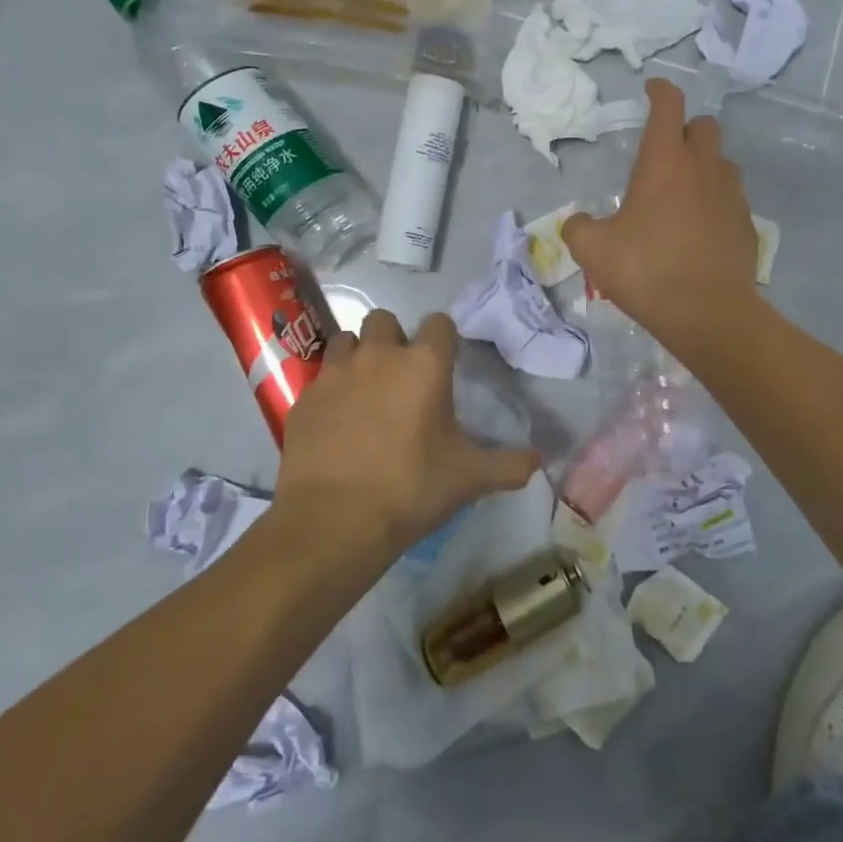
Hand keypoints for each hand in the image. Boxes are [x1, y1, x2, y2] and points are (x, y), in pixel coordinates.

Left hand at [266, 310, 539, 555]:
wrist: (334, 521)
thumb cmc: (411, 488)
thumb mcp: (470, 478)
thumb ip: (509, 465)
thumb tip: (539, 462)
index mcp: (424, 364)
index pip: (439, 323)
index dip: (444, 338)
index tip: (445, 363)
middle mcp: (378, 356)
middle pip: (383, 320)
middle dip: (393, 339)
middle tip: (401, 376)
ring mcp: (335, 375)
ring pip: (345, 341)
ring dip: (357, 356)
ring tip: (365, 391)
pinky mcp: (303, 400)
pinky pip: (319, 379)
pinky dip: (330, 391)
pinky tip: (336, 423)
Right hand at [564, 78, 760, 348]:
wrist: (708, 312)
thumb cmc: (647, 270)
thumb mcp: (594, 251)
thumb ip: (578, 228)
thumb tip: (577, 222)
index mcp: (665, 162)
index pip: (669, 105)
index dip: (660, 90)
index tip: (652, 89)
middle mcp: (703, 168)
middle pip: (704, 126)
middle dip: (686, 129)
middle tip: (666, 152)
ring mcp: (732, 196)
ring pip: (722, 163)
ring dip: (705, 166)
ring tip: (684, 193)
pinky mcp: (747, 225)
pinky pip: (733, 200)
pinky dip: (717, 202)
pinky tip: (702, 229)